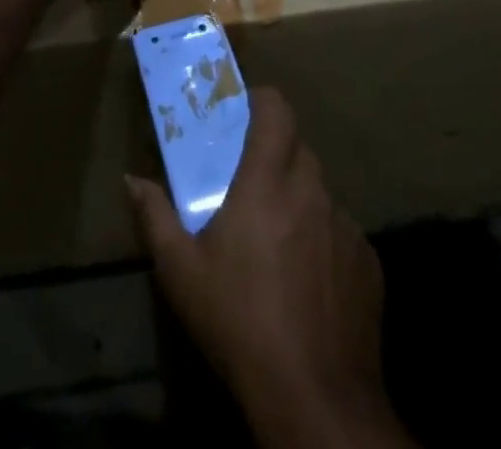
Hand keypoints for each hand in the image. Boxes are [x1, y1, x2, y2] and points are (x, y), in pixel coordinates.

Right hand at [127, 89, 411, 448]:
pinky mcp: (369, 263)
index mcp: (266, 180)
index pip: (276, 109)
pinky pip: (342, 234)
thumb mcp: (181, 271)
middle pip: (298, 149)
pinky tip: (310, 282)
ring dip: (300, 202)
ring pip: (321, 193)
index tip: (244, 116)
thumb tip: (131, 180)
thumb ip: (155, 216)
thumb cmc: (238, 321)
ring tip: (279, 240)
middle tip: (252, 185)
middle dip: (276, 156)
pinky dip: (324, 242)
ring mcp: (346, 227)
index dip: (262, 103)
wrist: (315, 399)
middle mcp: (311, 191)